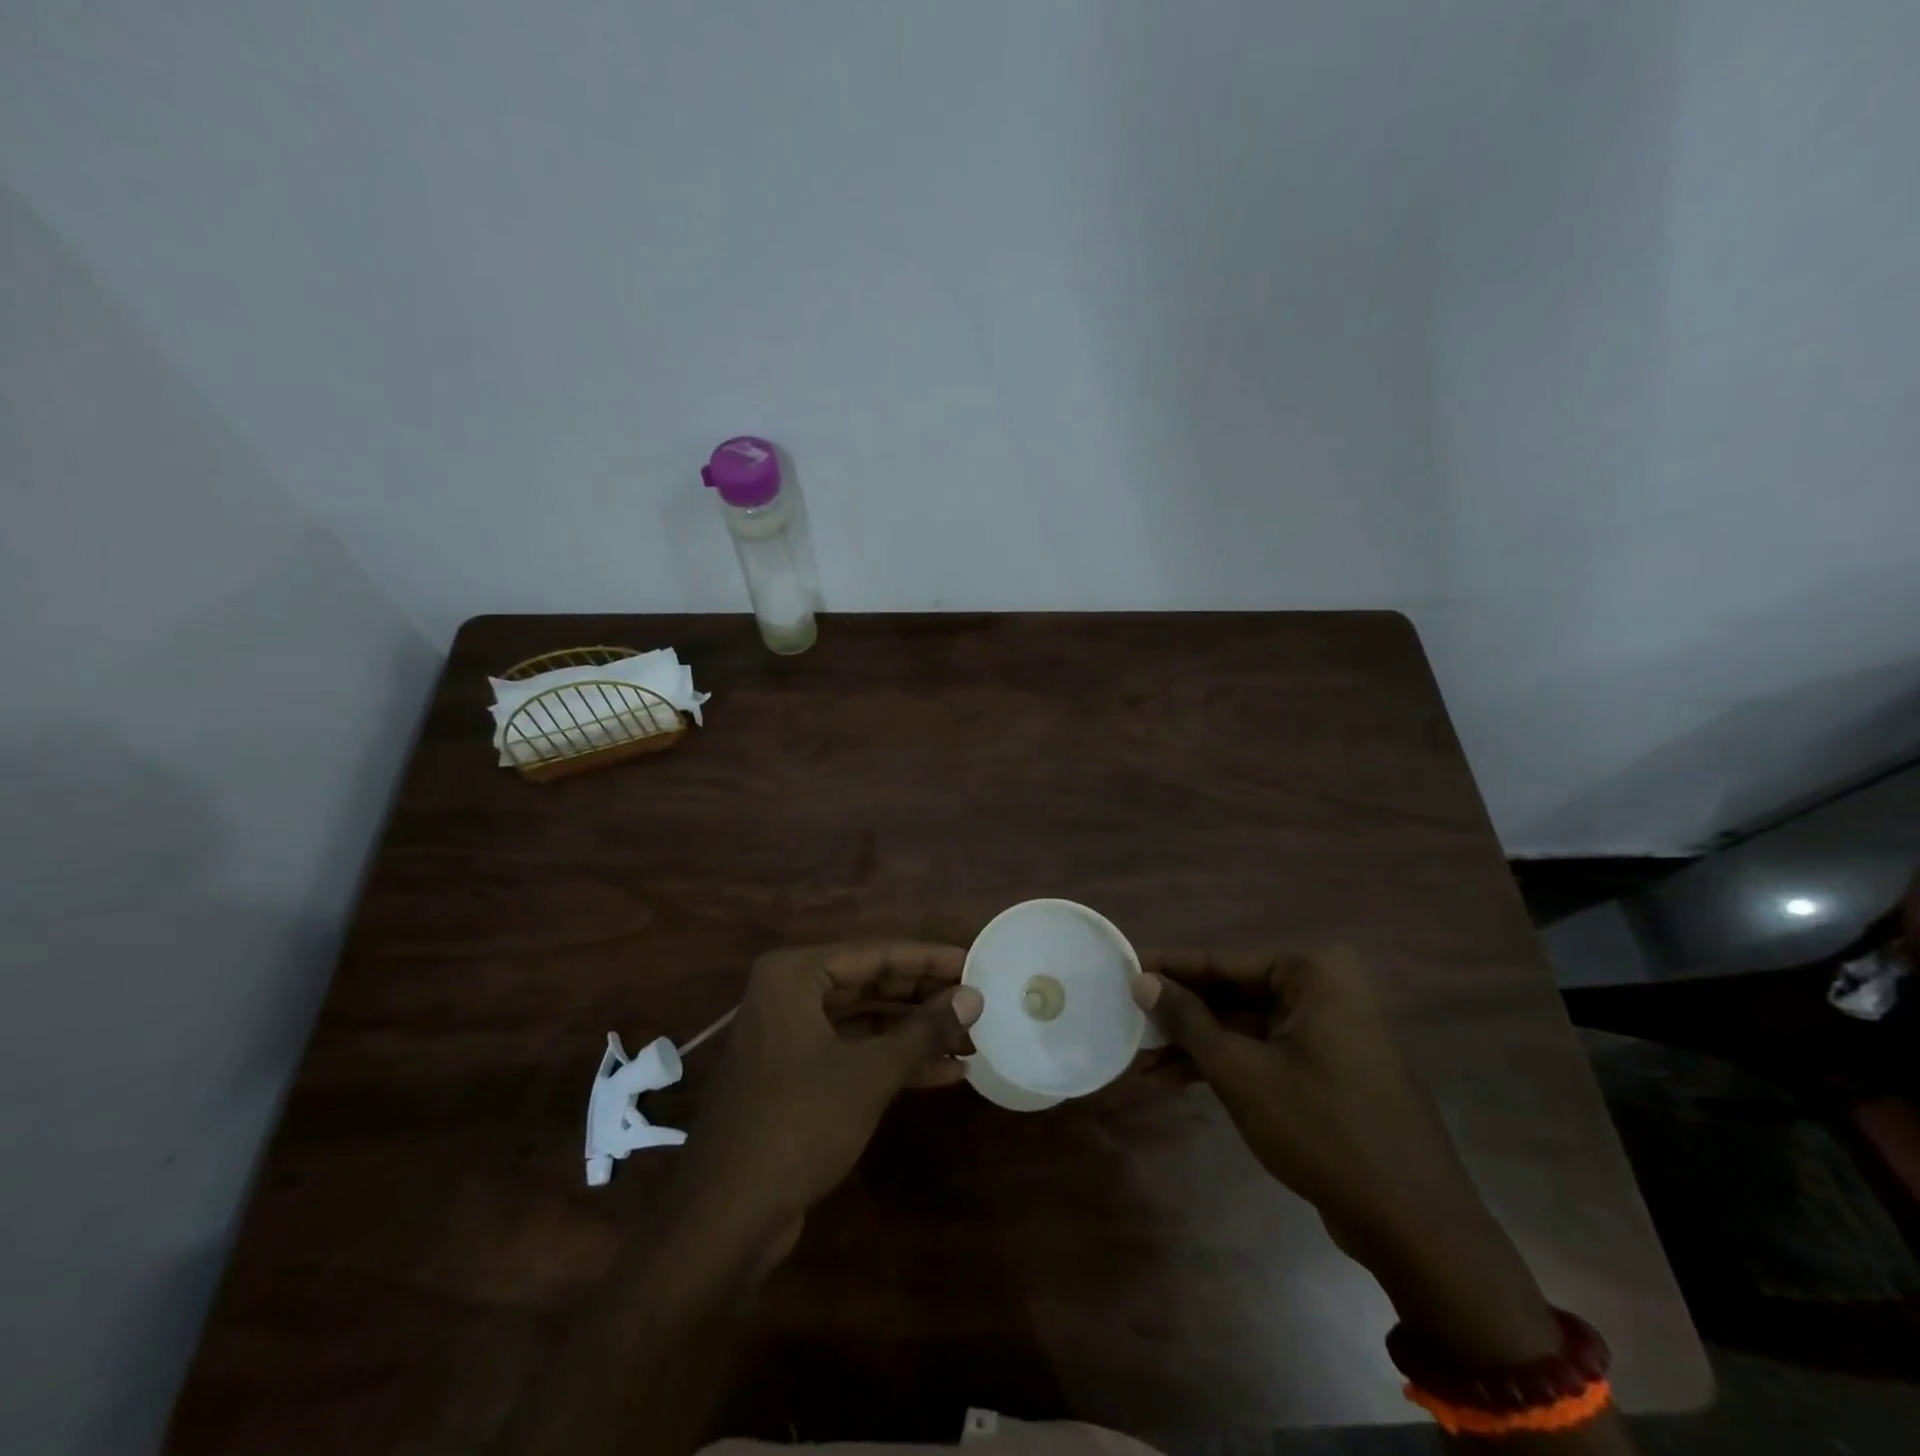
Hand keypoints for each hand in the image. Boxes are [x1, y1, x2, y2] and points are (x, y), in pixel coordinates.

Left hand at [673, 942, 981, 1256]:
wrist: (726, 1217)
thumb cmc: (798, 1124)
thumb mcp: (870, 1074)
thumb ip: (924, 1030)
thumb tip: (973, 996)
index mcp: (794, 976)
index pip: (875, 954)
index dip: (928, 960)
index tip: (974, 962)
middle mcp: (788, 995)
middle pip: (870, 985)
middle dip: (924, 998)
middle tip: (976, 1002)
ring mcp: (790, 1037)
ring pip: (865, 1021)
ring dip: (915, 1032)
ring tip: (970, 1038)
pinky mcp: (795, 1076)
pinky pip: (852, 1053)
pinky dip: (893, 1060)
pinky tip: (944, 1072)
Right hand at [1134, 947, 1559, 1363]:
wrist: (1413, 1225)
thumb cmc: (1322, 1129)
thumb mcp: (1241, 1071)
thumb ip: (1188, 1020)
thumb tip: (1143, 981)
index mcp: (1313, 973)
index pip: (1222, 962)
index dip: (1169, 969)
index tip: (1124, 969)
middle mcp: (1325, 991)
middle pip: (1233, 994)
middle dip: (1180, 1017)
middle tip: (1127, 1023)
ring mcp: (1330, 1031)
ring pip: (1245, 1027)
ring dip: (1196, 1046)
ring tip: (1141, 1062)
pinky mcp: (1329, 1069)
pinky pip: (1265, 1053)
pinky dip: (1225, 1066)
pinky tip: (1175, 1081)